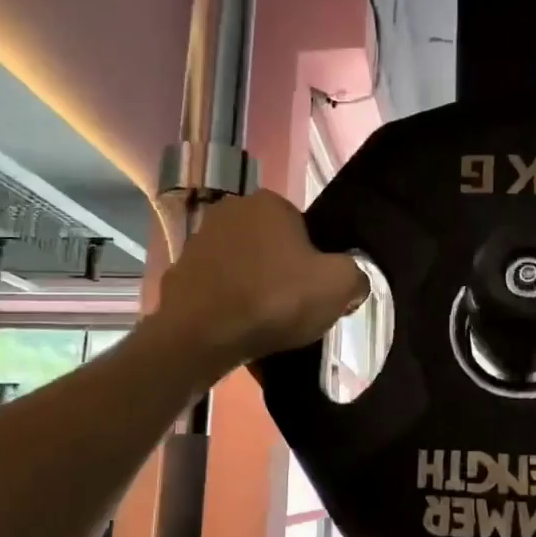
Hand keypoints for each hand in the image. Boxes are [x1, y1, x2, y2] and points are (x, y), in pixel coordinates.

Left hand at [156, 191, 367, 375]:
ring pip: (244, 265)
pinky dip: (228, 302)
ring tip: (264, 321)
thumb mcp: (338, 286)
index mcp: (270, 202)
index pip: (305, 229)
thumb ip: (356, 276)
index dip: (315, 262)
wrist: (202, 334)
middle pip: (273, 245)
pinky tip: (236, 326)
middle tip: (292, 307)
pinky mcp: (179, 271)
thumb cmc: (275, 299)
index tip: (314, 291)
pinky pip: (217, 286)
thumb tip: (353, 281)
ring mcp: (199, 240)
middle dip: (282, 271)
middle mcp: (231, 210)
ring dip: (254, 286)